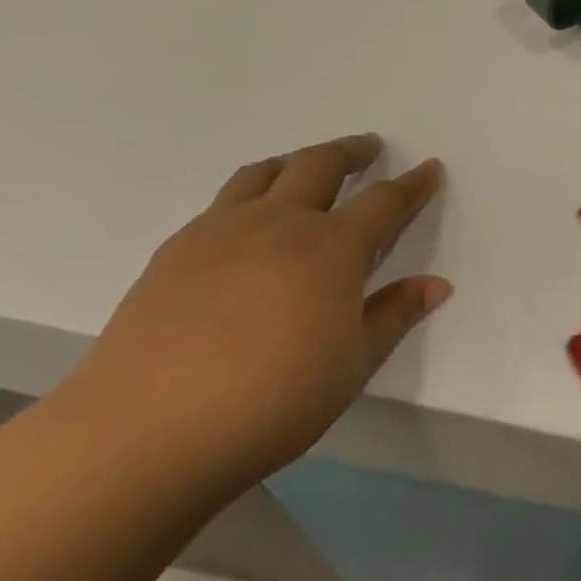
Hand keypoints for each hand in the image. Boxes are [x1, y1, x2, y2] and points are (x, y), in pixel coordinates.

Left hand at [65, 134, 448, 497]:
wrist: (143, 433)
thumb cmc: (271, 402)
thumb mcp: (352, 365)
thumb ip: (395, 315)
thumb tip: (437, 284)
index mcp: (333, 248)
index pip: (385, 202)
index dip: (412, 184)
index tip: (429, 167)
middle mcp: (281, 223)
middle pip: (321, 165)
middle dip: (351, 151)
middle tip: (368, 147)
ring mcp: (222, 231)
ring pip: (265, 173)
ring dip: (296, 161)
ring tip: (305, 167)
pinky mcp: (176, 250)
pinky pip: (222, 201)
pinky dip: (249, 193)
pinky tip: (245, 224)